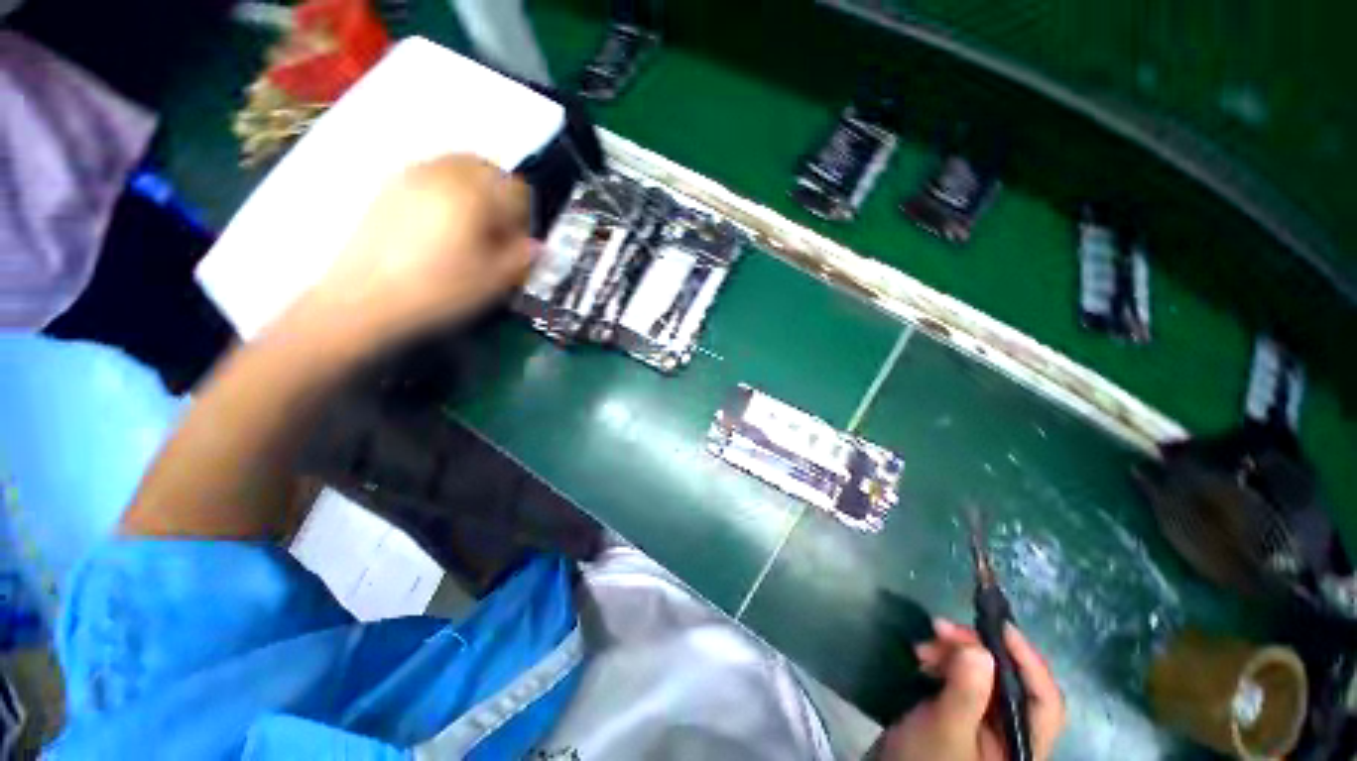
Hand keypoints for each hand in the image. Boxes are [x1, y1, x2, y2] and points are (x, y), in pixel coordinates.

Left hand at [301, 154, 534, 344]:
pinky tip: (441, 228)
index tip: (518, 244)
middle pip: (487, 169)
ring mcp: (411, 176)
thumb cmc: (437, 290)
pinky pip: (431, 176)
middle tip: (498, 232)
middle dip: (501, 197)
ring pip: (458, 168)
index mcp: (473, 193)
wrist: (364, 299)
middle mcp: (442, 172)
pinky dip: (448, 193)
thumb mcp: (494, 279)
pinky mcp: (389, 187)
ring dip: (475, 193)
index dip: (525, 219)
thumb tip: (536, 245)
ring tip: (470, 230)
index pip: (518, 191)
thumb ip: (523, 257)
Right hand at [877, 620, 1065, 760]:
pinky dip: (943, 660)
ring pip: (982, 673)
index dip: (1028, 661)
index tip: (999, 625)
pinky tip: (923, 656)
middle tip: (941, 628)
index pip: (1045, 701)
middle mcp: (1011, 731)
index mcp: (1022, 745)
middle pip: (1009, 680)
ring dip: (953, 651)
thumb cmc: (925, 760)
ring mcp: (985, 720)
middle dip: (976, 648)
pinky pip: (961, 676)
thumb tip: (980, 648)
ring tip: (924, 645)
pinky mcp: (961, 710)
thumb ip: (966, 692)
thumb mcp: (945, 728)